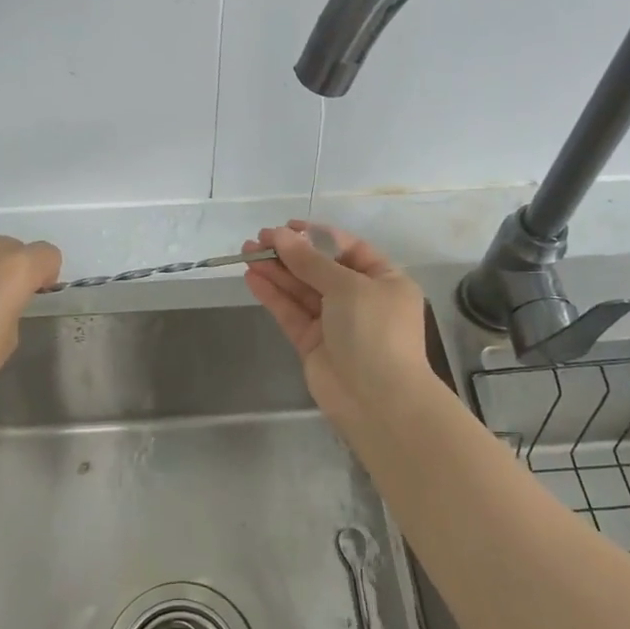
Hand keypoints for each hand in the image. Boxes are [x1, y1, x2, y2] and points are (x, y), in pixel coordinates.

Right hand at [242, 221, 433, 423]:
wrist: (379, 401)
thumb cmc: (375, 331)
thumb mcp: (347, 286)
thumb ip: (310, 261)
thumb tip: (280, 235)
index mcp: (383, 280)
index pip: (347, 249)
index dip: (316, 236)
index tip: (286, 226)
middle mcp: (361, 299)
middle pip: (320, 269)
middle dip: (290, 253)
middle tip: (257, 239)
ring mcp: (335, 323)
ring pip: (301, 290)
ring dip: (276, 271)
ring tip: (246, 253)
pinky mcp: (313, 343)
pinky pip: (291, 313)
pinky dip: (273, 295)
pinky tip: (252, 278)